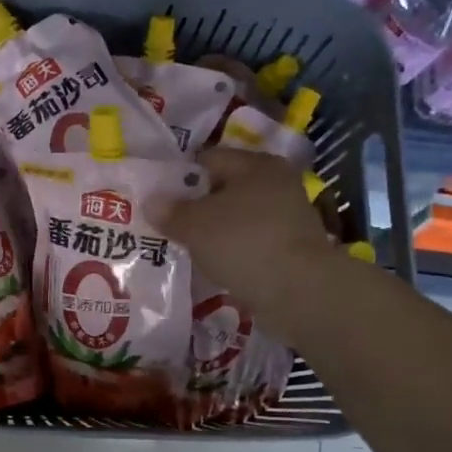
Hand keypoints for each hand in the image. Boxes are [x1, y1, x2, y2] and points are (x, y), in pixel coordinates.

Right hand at [160, 148, 334, 321]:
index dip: (180, 177)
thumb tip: (152, 202)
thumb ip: (171, 212)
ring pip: (238, 217)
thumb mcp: (195, 225)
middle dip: (197, 206)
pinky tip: (215, 265)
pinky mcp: (292, 248)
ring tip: (188, 248)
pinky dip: (234, 251)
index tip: (159, 200)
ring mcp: (288, 216)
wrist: (299, 291)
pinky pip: (251, 242)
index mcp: (257, 164)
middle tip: (169, 225)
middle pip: (225, 189)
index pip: (208, 159)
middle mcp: (277, 183)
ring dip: (216, 231)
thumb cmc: (243, 243)